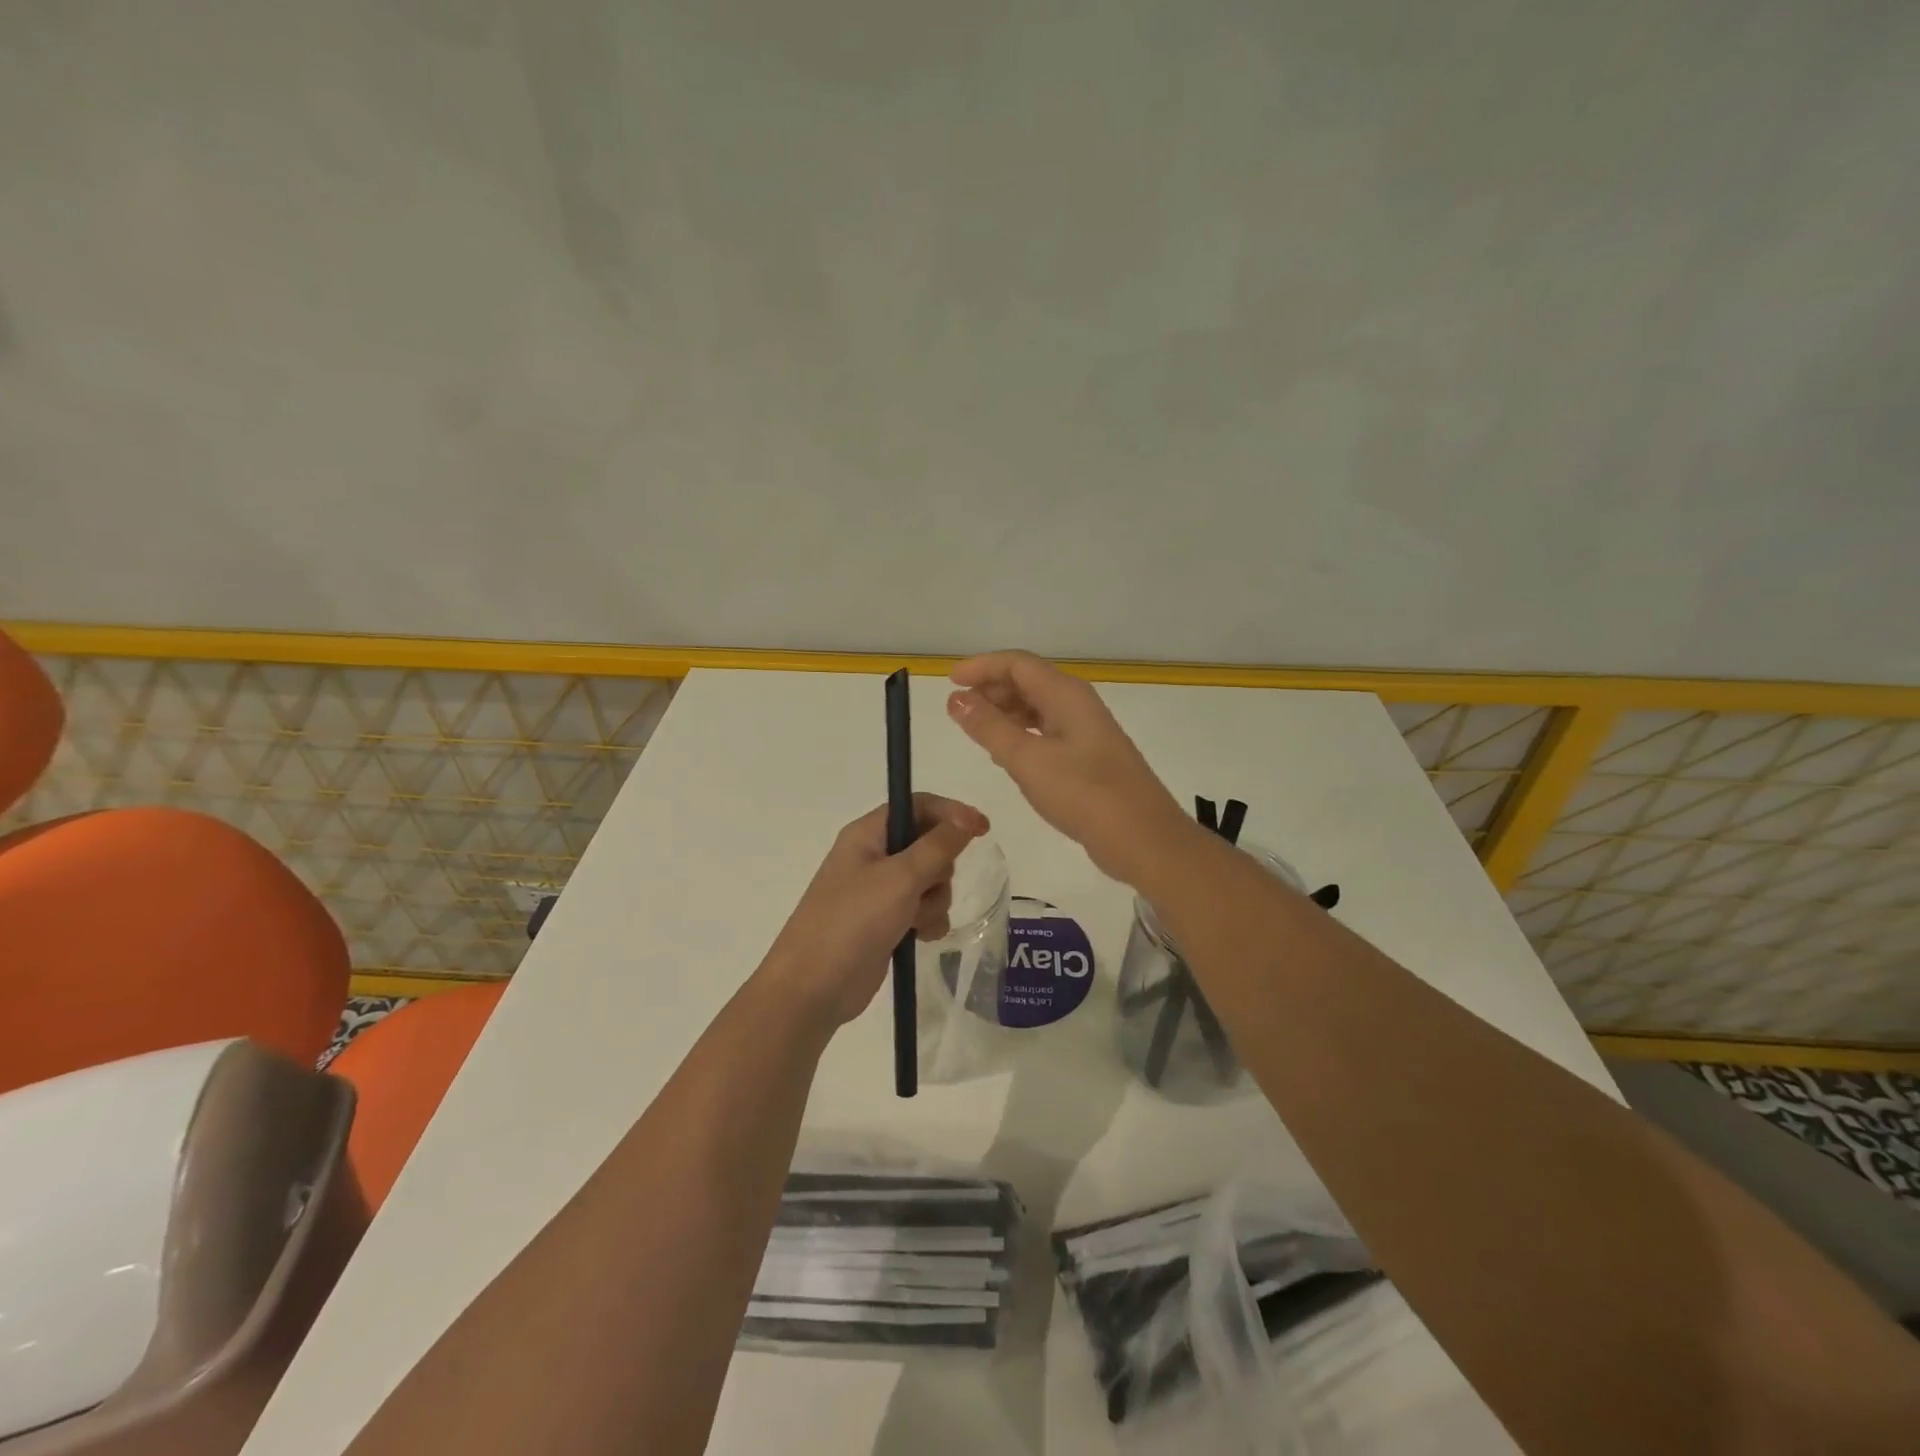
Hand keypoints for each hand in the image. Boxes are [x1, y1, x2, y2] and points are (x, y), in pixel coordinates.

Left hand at [760, 795, 989, 1026]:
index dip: (951, 813)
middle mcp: (873, 857)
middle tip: (926, 887)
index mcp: (868, 834)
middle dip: (940, 869)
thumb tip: (967, 817)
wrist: (814, 987)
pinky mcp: (886, 922)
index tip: (983, 830)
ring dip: (934, 900)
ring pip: (931, 882)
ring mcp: (879, 892)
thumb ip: (938, 845)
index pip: (917, 806)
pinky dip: (928, 922)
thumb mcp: (900, 878)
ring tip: (916, 920)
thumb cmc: (853, 921)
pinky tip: (918, 938)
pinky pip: (923, 910)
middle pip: (929, 845)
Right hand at [947, 650, 1191, 885]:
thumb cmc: (1084, 794)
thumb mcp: (1028, 760)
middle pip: (1029, 681)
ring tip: (975, 730)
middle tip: (958, 710)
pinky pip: (1047, 732)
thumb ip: (989, 727)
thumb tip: (956, 698)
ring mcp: (1086, 732)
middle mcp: (1078, 705)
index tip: (949, 682)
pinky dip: (1022, 735)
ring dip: (1005, 713)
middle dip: (991, 689)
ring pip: (1038, 708)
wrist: (1143, 839)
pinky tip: (1006, 755)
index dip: (982, 667)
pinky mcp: (1089, 759)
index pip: (1018, 664)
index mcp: (1066, 695)